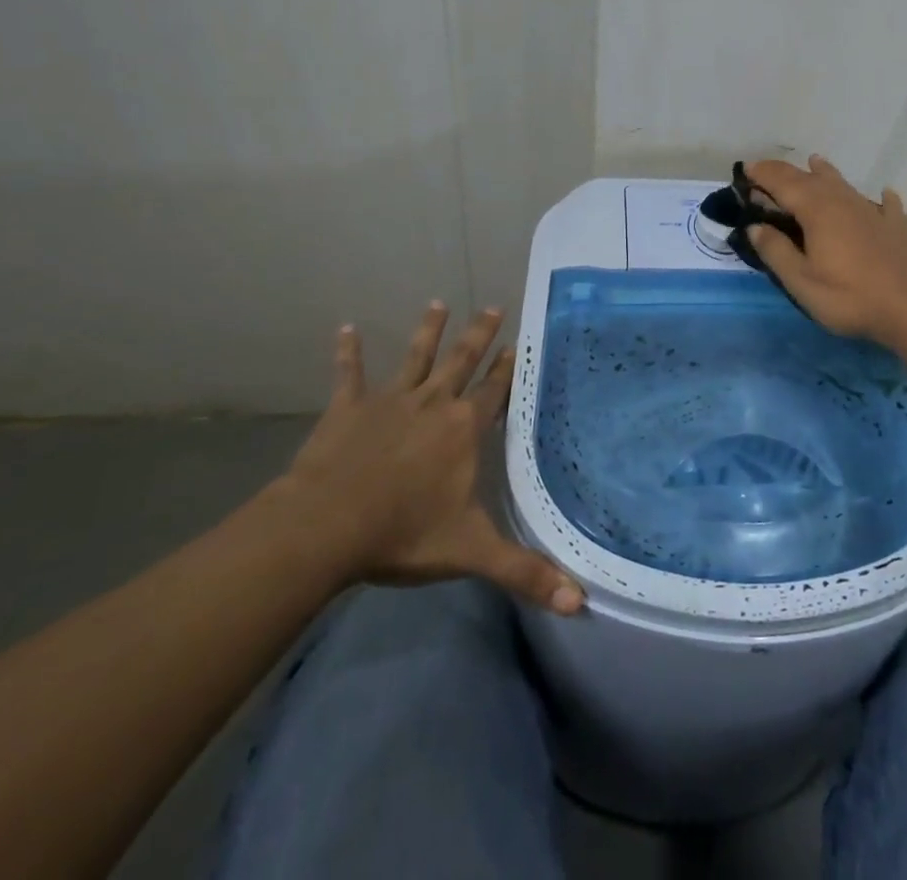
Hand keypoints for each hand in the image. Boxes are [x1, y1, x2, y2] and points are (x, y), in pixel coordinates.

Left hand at [270, 305, 584, 614]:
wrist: (327, 526)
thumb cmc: (403, 534)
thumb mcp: (470, 552)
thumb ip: (523, 573)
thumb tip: (579, 602)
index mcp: (463, 429)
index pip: (494, 391)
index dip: (508, 369)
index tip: (518, 344)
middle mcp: (433, 403)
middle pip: (462, 361)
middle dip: (479, 334)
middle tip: (491, 306)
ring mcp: (389, 401)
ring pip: (414, 357)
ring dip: (427, 331)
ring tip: (437, 303)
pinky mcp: (348, 408)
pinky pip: (349, 374)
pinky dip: (347, 353)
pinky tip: (343, 328)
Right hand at [743, 155, 906, 346]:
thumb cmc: (850, 297)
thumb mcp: (802, 281)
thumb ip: (776, 251)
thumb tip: (755, 227)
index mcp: (816, 210)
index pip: (782, 183)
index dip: (762, 175)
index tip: (744, 170)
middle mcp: (843, 201)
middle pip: (810, 179)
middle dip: (785, 172)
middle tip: (766, 170)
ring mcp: (873, 212)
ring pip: (844, 184)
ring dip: (825, 173)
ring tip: (815, 162)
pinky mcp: (896, 228)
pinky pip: (885, 205)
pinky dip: (880, 197)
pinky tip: (886, 194)